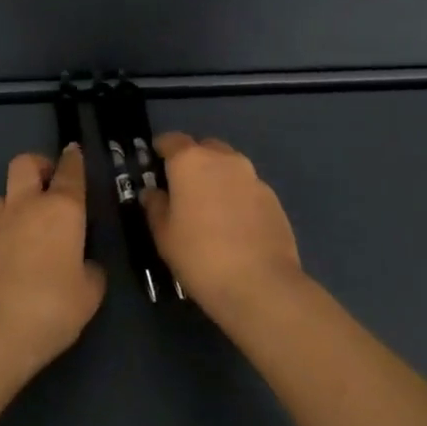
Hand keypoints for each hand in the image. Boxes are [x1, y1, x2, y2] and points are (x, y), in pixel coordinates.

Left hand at [0, 145, 105, 380]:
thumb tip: (84, 265)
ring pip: (4, 192)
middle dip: (39, 165)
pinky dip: (6, 230)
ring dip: (18, 198)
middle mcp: (27, 206)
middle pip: (26, 163)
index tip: (75, 151)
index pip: (70, 171)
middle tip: (51, 183)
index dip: (74, 159)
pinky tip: (15, 253)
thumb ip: (91, 272)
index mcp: (61, 209)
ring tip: (31, 221)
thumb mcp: (89, 295)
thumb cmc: (51, 308)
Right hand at [143, 133, 303, 318]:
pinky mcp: (272, 197)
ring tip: (211, 209)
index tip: (155, 164)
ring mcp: (252, 176)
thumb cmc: (200, 256)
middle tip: (184, 190)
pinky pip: (247, 188)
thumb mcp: (164, 235)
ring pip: (228, 166)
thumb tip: (153, 192)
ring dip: (217, 178)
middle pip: (204, 148)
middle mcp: (223, 158)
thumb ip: (155, 206)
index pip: (171, 140)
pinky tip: (235, 226)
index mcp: (190, 161)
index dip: (162, 149)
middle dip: (193, 162)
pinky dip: (237, 197)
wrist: (261, 285)